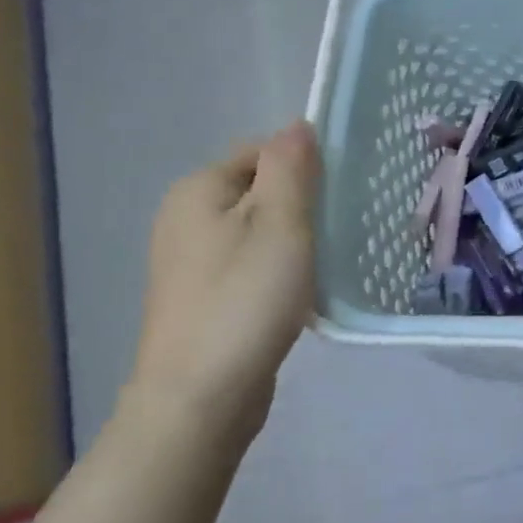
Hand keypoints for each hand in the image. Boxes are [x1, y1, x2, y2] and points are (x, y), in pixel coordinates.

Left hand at [128, 122, 320, 448]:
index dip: (304, 167)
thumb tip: (298, 125)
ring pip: (259, 232)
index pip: (261, 151)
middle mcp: (185, 219)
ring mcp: (190, 263)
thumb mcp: (280, 222)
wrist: (201, 397)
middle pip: (260, 191)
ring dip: (295, 242)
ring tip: (324, 264)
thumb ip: (291, 167)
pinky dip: (279, 273)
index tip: (337, 197)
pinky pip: (251, 266)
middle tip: (337, 231)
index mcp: (198, 190)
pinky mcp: (204, 299)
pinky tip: (300, 296)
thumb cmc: (245, 298)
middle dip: (302, 206)